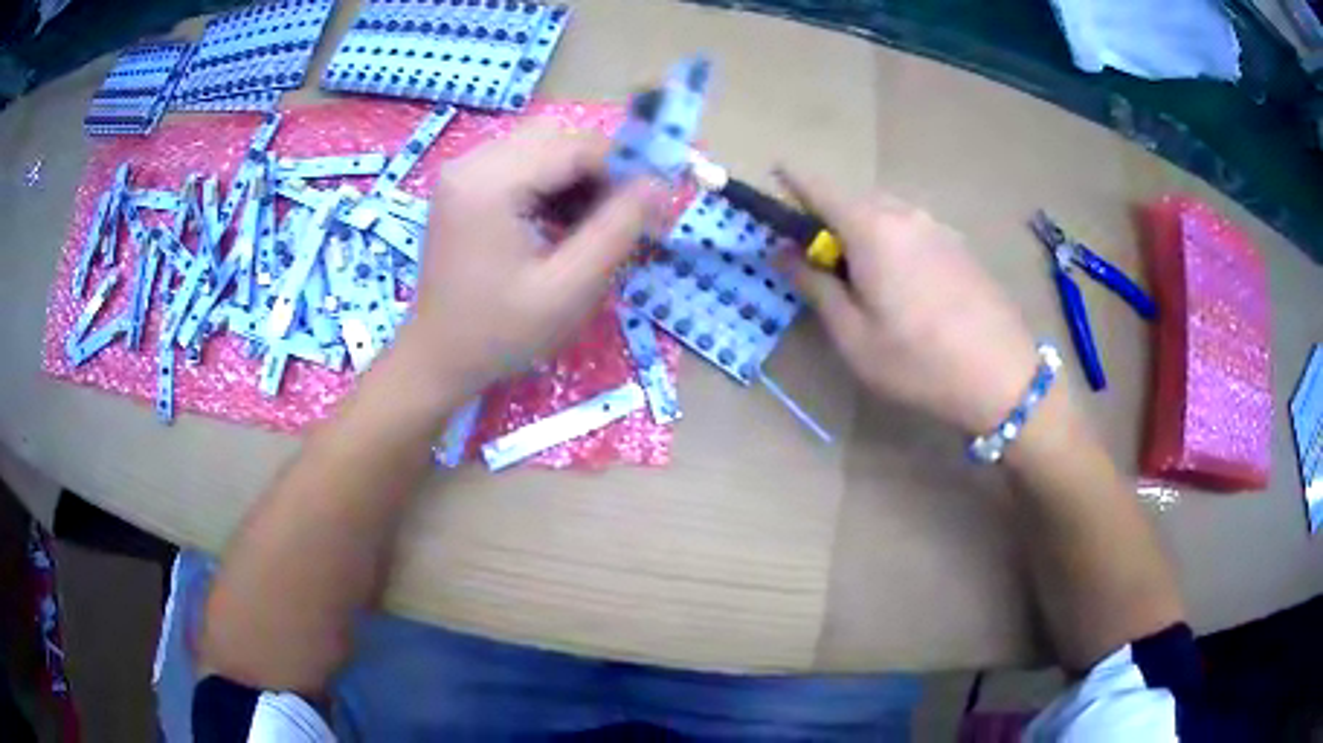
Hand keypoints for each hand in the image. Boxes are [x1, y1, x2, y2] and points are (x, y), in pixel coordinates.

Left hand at [398, 121, 668, 395]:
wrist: (437, 359)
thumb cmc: (500, 334)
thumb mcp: (569, 290)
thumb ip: (617, 230)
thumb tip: (658, 184)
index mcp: (490, 183)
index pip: (576, 145)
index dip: (624, 167)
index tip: (651, 206)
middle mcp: (470, 163)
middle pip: (556, 136)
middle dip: (598, 169)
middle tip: (618, 216)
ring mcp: (462, 172)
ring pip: (540, 145)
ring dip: (576, 175)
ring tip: (590, 224)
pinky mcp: (463, 185)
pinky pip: (520, 162)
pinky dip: (550, 183)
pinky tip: (561, 222)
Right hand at [779, 169, 1040, 434]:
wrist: (1002, 375)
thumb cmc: (918, 361)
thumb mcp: (854, 336)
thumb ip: (815, 286)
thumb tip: (782, 252)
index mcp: (872, 229)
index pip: (820, 188)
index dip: (793, 179)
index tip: (774, 172)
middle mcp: (905, 215)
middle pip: (856, 199)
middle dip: (831, 217)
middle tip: (822, 258)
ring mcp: (938, 227)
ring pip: (888, 214)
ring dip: (865, 230)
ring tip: (866, 277)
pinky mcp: (960, 245)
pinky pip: (914, 229)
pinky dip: (895, 241)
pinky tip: (906, 285)